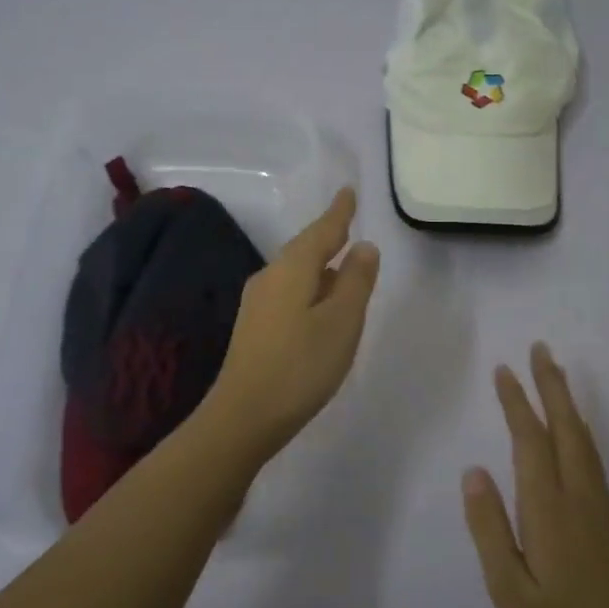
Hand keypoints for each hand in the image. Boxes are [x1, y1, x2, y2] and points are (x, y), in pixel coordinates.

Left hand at [204, 188, 380, 460]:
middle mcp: (270, 278)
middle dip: (328, 236)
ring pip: (296, 272)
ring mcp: (258, 303)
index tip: (348, 192)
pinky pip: (289, 292)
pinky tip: (320, 303)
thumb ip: (356, 281)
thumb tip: (364, 246)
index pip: (321, 231)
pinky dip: (310, 288)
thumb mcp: (342, 322)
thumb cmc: (301, 365)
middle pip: (304, 249)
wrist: (244, 415)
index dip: (339, 213)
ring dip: (320, 265)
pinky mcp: (255, 328)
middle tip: (347, 223)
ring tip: (342, 262)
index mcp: (292, 269)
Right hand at [463, 344, 608, 607]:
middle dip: (550, 385)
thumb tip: (474, 472)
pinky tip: (575, 429)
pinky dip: (579, 427)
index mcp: (549, 509)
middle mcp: (579, 495)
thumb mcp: (511, 591)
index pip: (530, 441)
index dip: (517, 402)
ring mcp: (600, 505)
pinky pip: (592, 456)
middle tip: (539, 347)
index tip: (504, 370)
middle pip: (565, 427)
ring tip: (554, 373)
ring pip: (583, 439)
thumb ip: (490, 529)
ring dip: (567, 401)